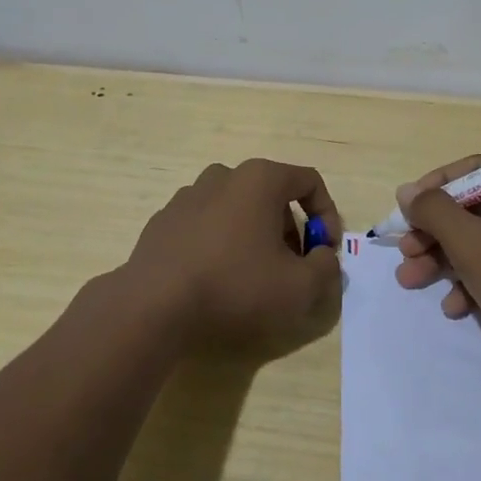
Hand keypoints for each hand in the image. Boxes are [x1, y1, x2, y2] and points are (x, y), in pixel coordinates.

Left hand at [120, 158, 342, 354]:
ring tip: (255, 275)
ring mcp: (188, 196)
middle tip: (293, 268)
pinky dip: (221, 243)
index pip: (309, 182)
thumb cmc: (235, 286)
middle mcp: (223, 176)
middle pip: (272, 195)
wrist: (154, 305)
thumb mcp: (299, 287)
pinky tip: (217, 278)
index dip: (327, 216)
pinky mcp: (164, 220)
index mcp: (260, 179)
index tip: (325, 251)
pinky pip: (206, 225)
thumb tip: (322, 257)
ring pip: (237, 209)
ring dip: (256, 235)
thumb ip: (326, 268)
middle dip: (291, 230)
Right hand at [394, 155, 480, 375]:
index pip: (477, 170)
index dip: (436, 186)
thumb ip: (434, 211)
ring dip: (443, 260)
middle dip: (434, 233)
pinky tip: (453, 307)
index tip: (407, 208)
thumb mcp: (471, 243)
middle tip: (404, 251)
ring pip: (480, 241)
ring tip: (410, 281)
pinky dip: (470, 283)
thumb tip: (406, 191)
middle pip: (474, 209)